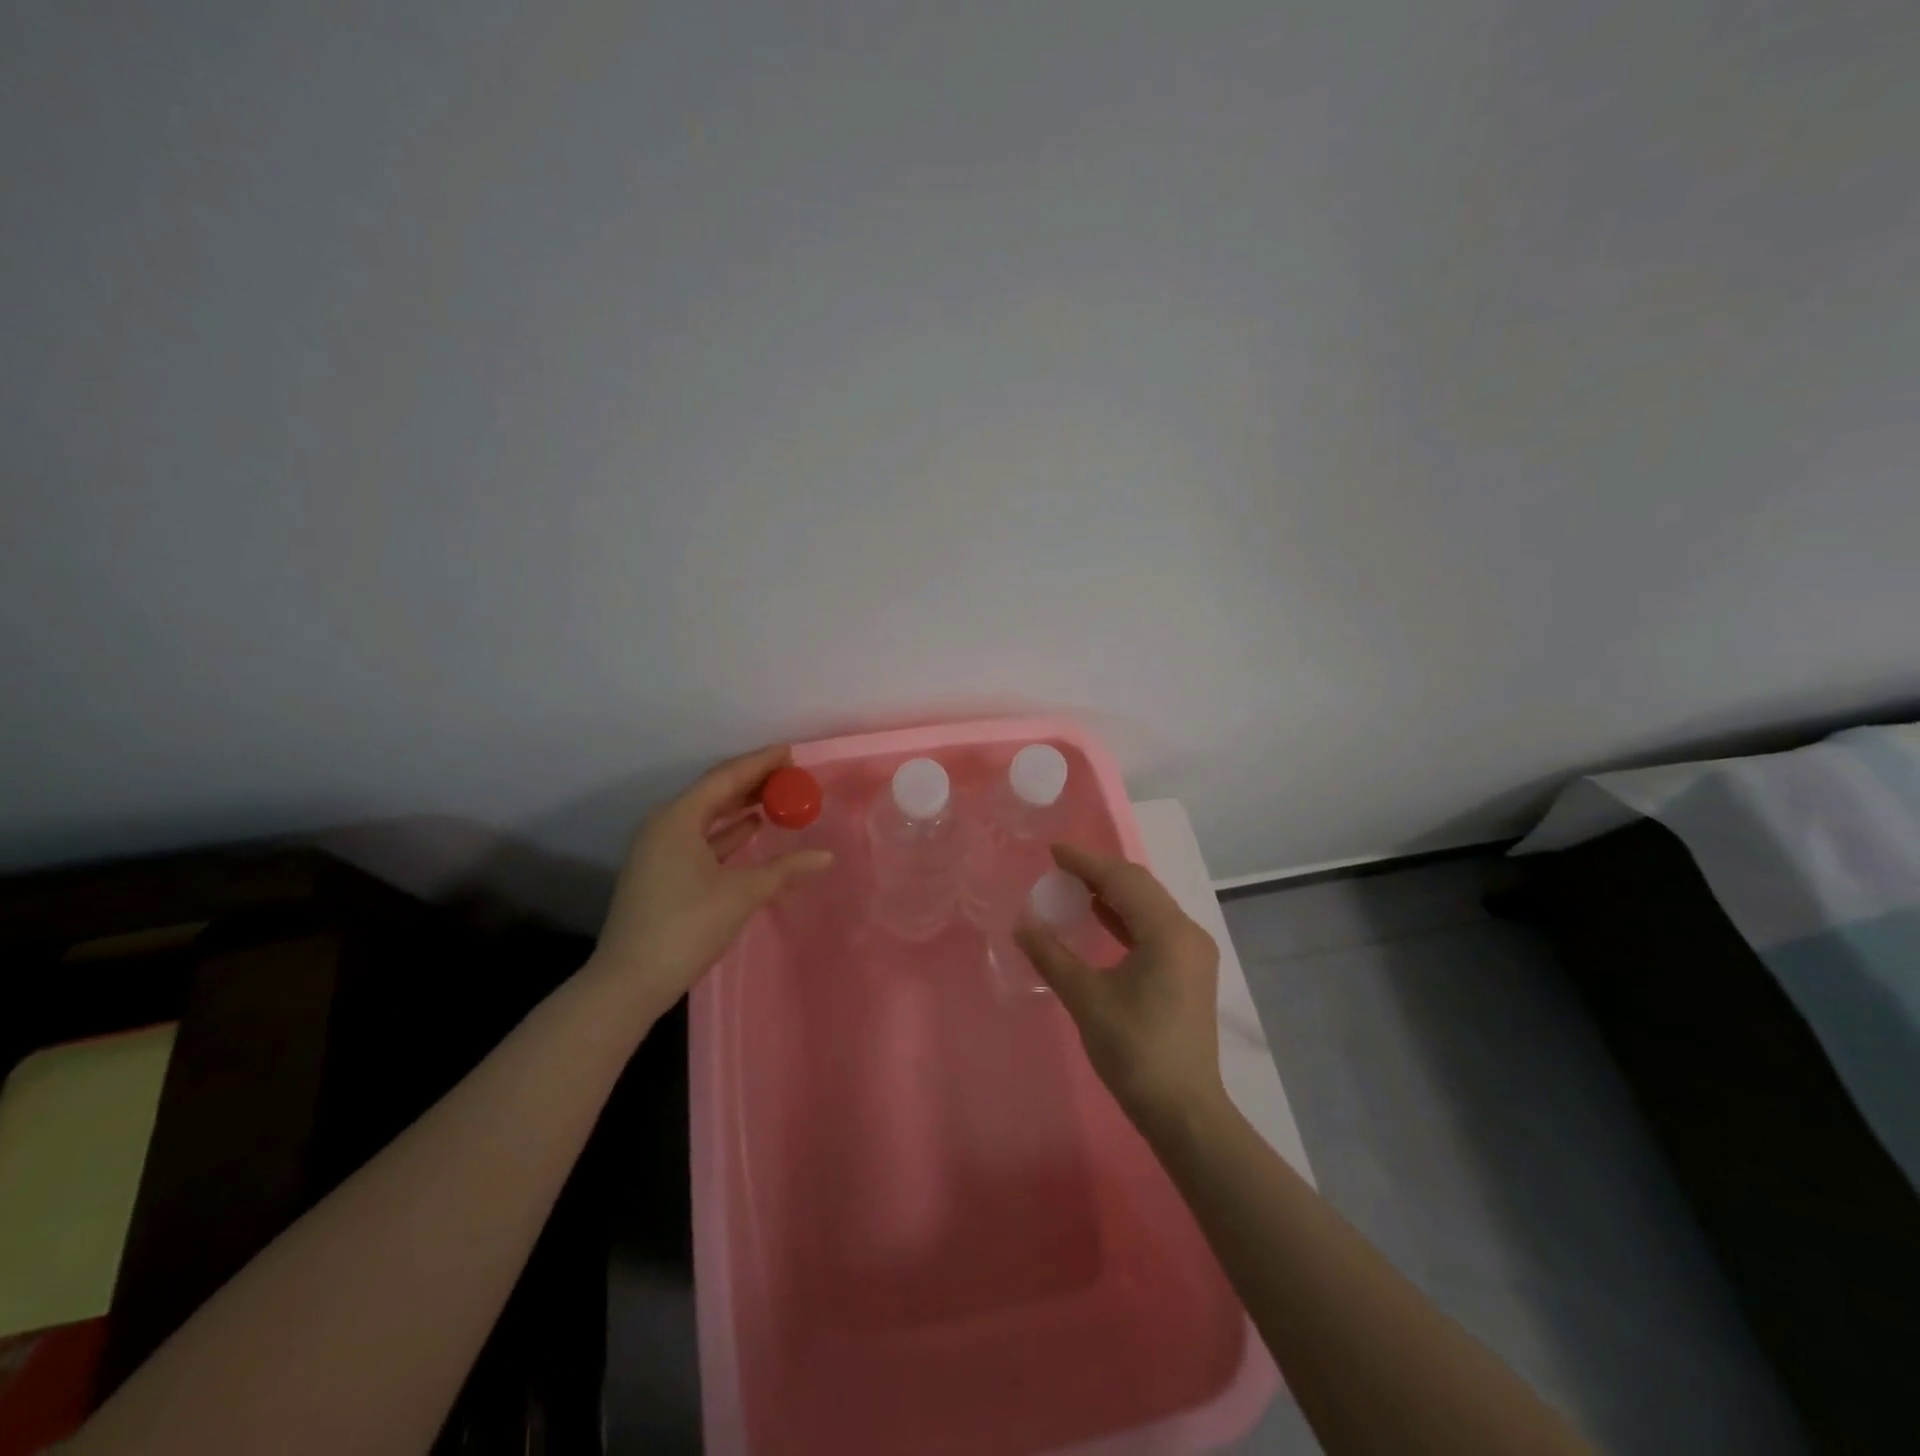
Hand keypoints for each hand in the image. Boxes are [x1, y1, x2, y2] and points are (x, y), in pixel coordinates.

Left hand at [589, 745, 831, 1019]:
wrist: (630, 981)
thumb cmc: (687, 926)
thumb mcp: (741, 894)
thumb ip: (785, 870)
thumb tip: (825, 856)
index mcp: (678, 818)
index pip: (726, 777)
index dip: (760, 762)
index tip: (790, 751)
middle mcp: (665, 825)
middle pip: (715, 792)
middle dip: (753, 782)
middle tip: (790, 774)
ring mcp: (660, 849)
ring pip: (708, 815)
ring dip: (741, 806)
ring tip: (778, 796)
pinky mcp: (662, 871)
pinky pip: (701, 837)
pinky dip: (728, 832)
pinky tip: (753, 829)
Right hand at [1016, 844, 1225, 1129]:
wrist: (1183, 1110)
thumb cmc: (1134, 1050)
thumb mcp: (1086, 998)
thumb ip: (1052, 955)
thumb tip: (1022, 924)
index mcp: (1167, 931)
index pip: (1122, 880)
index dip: (1085, 862)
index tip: (1053, 851)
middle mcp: (1187, 932)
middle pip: (1140, 886)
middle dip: (1099, 872)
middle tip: (1060, 867)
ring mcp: (1192, 952)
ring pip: (1149, 905)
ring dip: (1113, 893)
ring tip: (1073, 885)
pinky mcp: (1189, 970)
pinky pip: (1154, 926)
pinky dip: (1125, 916)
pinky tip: (1099, 917)